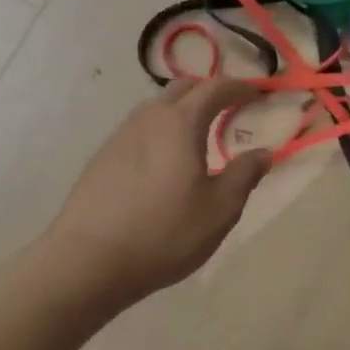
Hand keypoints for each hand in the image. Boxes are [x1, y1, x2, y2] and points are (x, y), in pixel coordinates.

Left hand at [47, 78, 272, 303]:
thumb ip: (244, 175)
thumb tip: (262, 153)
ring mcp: (121, 135)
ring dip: (182, 109)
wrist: (87, 262)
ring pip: (157, 106)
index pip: (215, 88)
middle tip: (229, 107)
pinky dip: (161, 129)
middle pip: (182, 88)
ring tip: (198, 134)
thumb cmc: (164, 233)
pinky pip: (140, 128)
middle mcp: (149, 118)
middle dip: (209, 90)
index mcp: (181, 123)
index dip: (240, 87)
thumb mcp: (220, 210)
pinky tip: (164, 160)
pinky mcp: (102, 157)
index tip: (257, 93)